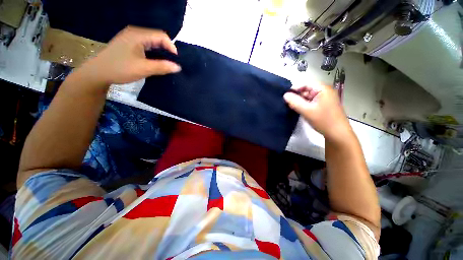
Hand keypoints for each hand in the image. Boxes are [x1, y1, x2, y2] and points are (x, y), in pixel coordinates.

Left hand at [76, 26, 180, 86]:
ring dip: (160, 52)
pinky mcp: (129, 45)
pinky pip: (146, 46)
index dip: (171, 47)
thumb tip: (178, 67)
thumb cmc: (120, 69)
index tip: (175, 61)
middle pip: (157, 38)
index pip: (161, 36)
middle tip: (172, 63)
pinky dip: (153, 53)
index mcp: (138, 35)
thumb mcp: (143, 69)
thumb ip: (162, 67)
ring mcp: (131, 38)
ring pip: (151, 42)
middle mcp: (135, 33)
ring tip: (165, 64)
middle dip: (166, 50)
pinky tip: (155, 61)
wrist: (98, 73)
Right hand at [284, 84, 352, 141]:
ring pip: (308, 96)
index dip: (294, 89)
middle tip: (288, 104)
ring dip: (300, 101)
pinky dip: (304, 105)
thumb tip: (285, 95)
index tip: (285, 97)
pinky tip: (300, 110)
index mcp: (323, 89)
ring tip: (292, 108)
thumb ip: (294, 102)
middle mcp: (324, 91)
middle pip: (306, 89)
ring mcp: (324, 98)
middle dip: (297, 96)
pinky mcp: (323, 105)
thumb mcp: (306, 111)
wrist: (338, 134)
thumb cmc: (323, 120)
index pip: (305, 83)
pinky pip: (311, 101)